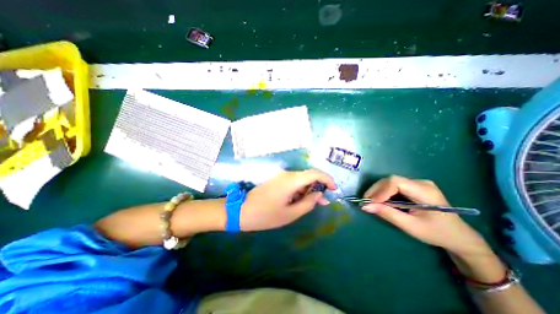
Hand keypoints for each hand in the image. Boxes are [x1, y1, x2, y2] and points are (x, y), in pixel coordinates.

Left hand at [241, 171, 336, 231]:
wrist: (241, 210)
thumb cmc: (266, 215)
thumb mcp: (290, 213)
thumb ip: (308, 203)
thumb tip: (319, 195)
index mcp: (291, 180)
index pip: (315, 173)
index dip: (327, 179)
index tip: (334, 189)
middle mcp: (287, 174)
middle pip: (308, 175)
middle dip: (318, 187)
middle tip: (323, 202)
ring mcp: (281, 176)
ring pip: (301, 179)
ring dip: (309, 189)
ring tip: (311, 204)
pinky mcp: (277, 180)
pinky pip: (293, 181)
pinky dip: (300, 189)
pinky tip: (299, 200)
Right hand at [363, 175, 490, 255]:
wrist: (459, 236)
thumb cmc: (437, 233)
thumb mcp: (411, 227)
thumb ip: (388, 214)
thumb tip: (365, 206)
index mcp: (425, 191)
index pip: (396, 182)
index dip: (380, 191)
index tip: (370, 203)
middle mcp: (421, 182)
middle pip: (391, 180)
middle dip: (376, 190)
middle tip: (366, 202)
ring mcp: (417, 183)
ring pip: (390, 181)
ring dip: (378, 191)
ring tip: (371, 202)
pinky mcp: (413, 186)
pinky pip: (393, 186)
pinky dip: (383, 192)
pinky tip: (380, 200)